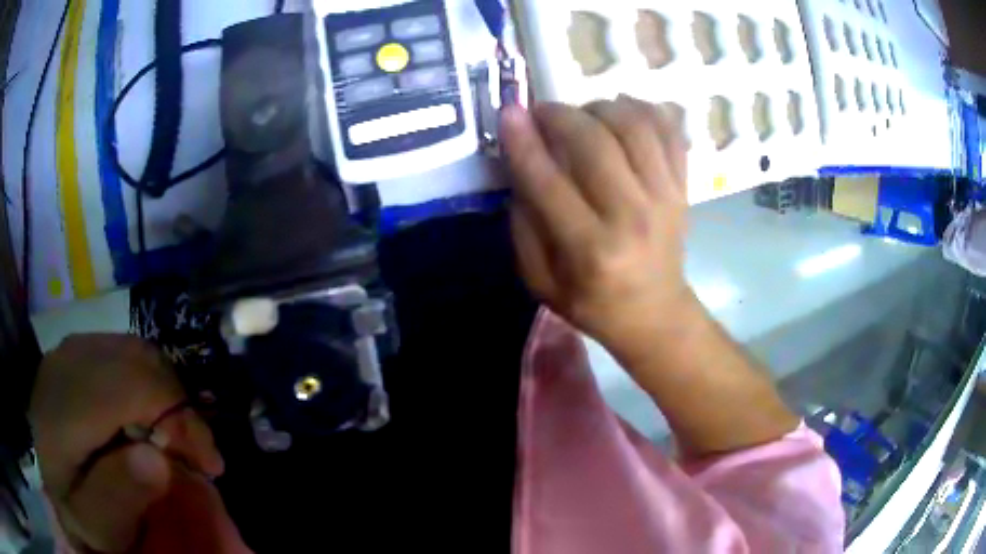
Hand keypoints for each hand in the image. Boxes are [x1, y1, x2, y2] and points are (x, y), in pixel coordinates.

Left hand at [29, 334, 224, 552]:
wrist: (53, 486)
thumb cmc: (79, 515)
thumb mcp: (99, 527)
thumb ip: (119, 497)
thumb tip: (157, 459)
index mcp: (61, 411)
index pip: (131, 386)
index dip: (178, 418)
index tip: (208, 464)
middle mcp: (62, 365)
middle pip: (137, 360)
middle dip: (179, 406)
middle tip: (196, 454)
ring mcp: (68, 350)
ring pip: (134, 349)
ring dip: (166, 392)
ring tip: (174, 438)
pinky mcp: (75, 350)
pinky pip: (123, 350)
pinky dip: (149, 381)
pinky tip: (148, 416)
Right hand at [501, 95, 692, 354]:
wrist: (655, 313)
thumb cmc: (593, 302)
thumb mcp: (540, 281)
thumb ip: (524, 225)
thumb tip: (520, 164)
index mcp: (590, 250)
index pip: (549, 180)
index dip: (524, 141)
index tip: (509, 112)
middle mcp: (631, 217)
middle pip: (595, 142)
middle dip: (560, 115)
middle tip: (543, 114)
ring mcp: (665, 198)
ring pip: (634, 126)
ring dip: (600, 107)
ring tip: (583, 115)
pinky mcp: (683, 187)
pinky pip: (669, 131)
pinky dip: (645, 110)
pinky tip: (622, 111)